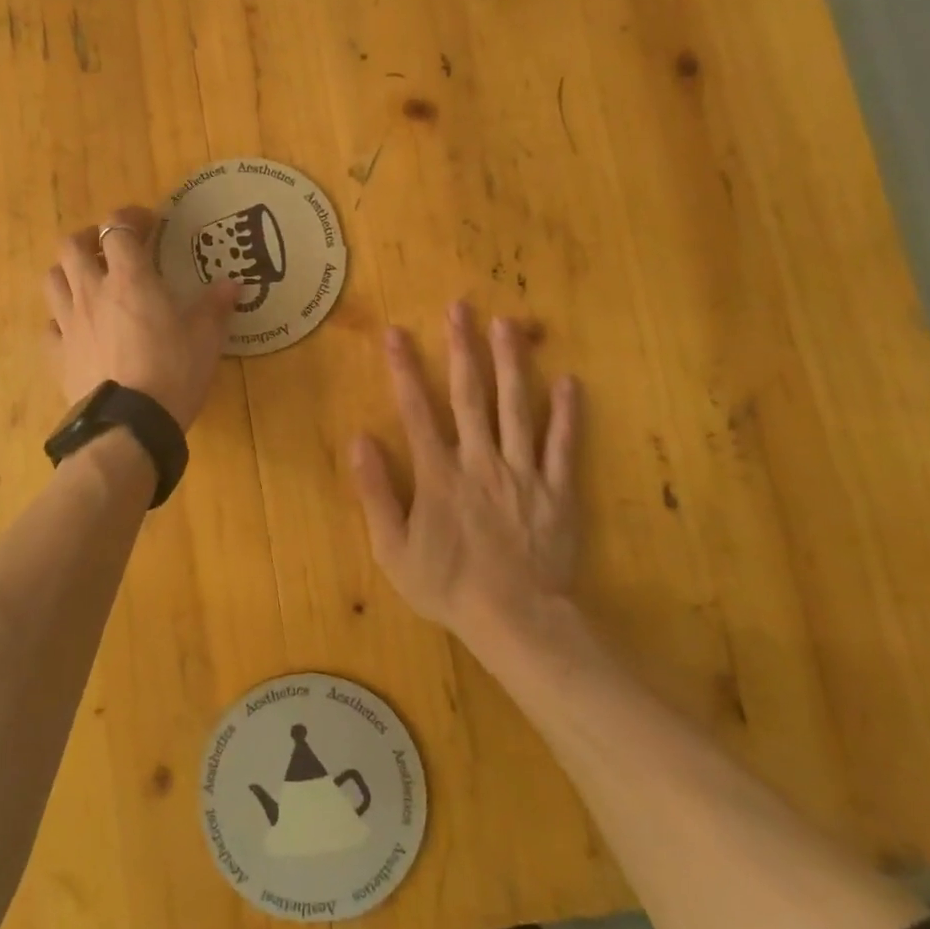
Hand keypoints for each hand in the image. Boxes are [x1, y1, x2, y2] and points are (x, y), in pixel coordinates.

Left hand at [43, 206, 242, 428]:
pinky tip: (76, 330)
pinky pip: (49, 327)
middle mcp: (92, 293)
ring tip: (88, 282)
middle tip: (109, 248)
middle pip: (71, 245)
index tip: (148, 223)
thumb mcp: (206, 339)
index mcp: (130, 280)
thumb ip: (216, 307)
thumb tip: (233, 284)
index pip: (117, 228)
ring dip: (68, 272)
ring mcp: (68, 324)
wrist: (129, 426)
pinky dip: (60, 320)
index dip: (130, 218)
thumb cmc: (173, 373)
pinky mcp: (57, 356)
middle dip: (89, 238)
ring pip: (52, 279)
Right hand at [350, 302, 582, 645]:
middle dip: (462, 348)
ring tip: (508, 324)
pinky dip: (568, 414)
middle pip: (469, 395)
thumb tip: (359, 439)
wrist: (515, 622)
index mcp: (438, 474)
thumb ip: (375, 492)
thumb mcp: (393, 549)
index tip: (396, 333)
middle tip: (461, 307)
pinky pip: (564, 446)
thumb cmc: (448, 586)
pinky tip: (570, 381)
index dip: (404, 370)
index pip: (416, 411)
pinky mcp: (558, 490)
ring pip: (517, 408)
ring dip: (511, 363)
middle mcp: (480, 461)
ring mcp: (523, 472)